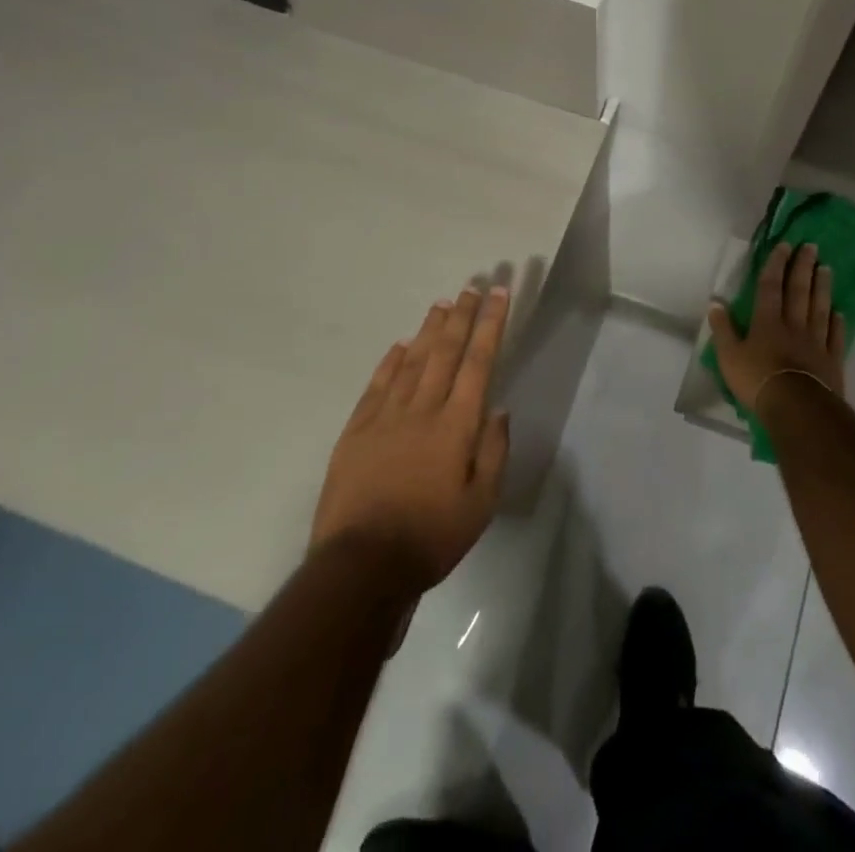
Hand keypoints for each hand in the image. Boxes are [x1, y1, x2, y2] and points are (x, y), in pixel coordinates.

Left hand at [312, 287, 511, 593]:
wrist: (361, 567)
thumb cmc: (431, 537)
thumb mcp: (481, 504)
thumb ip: (493, 452)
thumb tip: (498, 410)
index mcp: (456, 426)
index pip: (478, 362)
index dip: (490, 324)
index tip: (498, 294)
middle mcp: (422, 410)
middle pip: (445, 351)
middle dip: (462, 316)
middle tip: (472, 286)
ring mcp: (385, 418)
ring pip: (411, 361)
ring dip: (429, 330)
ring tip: (441, 304)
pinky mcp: (356, 432)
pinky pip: (377, 386)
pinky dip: (390, 362)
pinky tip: (399, 346)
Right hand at [707, 242, 846, 415]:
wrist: (797, 408)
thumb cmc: (757, 381)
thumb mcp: (728, 357)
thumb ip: (722, 329)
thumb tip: (715, 303)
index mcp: (767, 322)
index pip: (771, 287)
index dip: (776, 265)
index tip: (784, 246)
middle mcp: (793, 325)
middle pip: (799, 291)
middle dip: (803, 267)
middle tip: (811, 247)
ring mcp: (816, 342)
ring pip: (820, 308)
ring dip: (823, 287)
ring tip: (827, 268)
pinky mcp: (832, 361)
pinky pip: (835, 336)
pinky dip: (837, 322)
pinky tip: (838, 312)